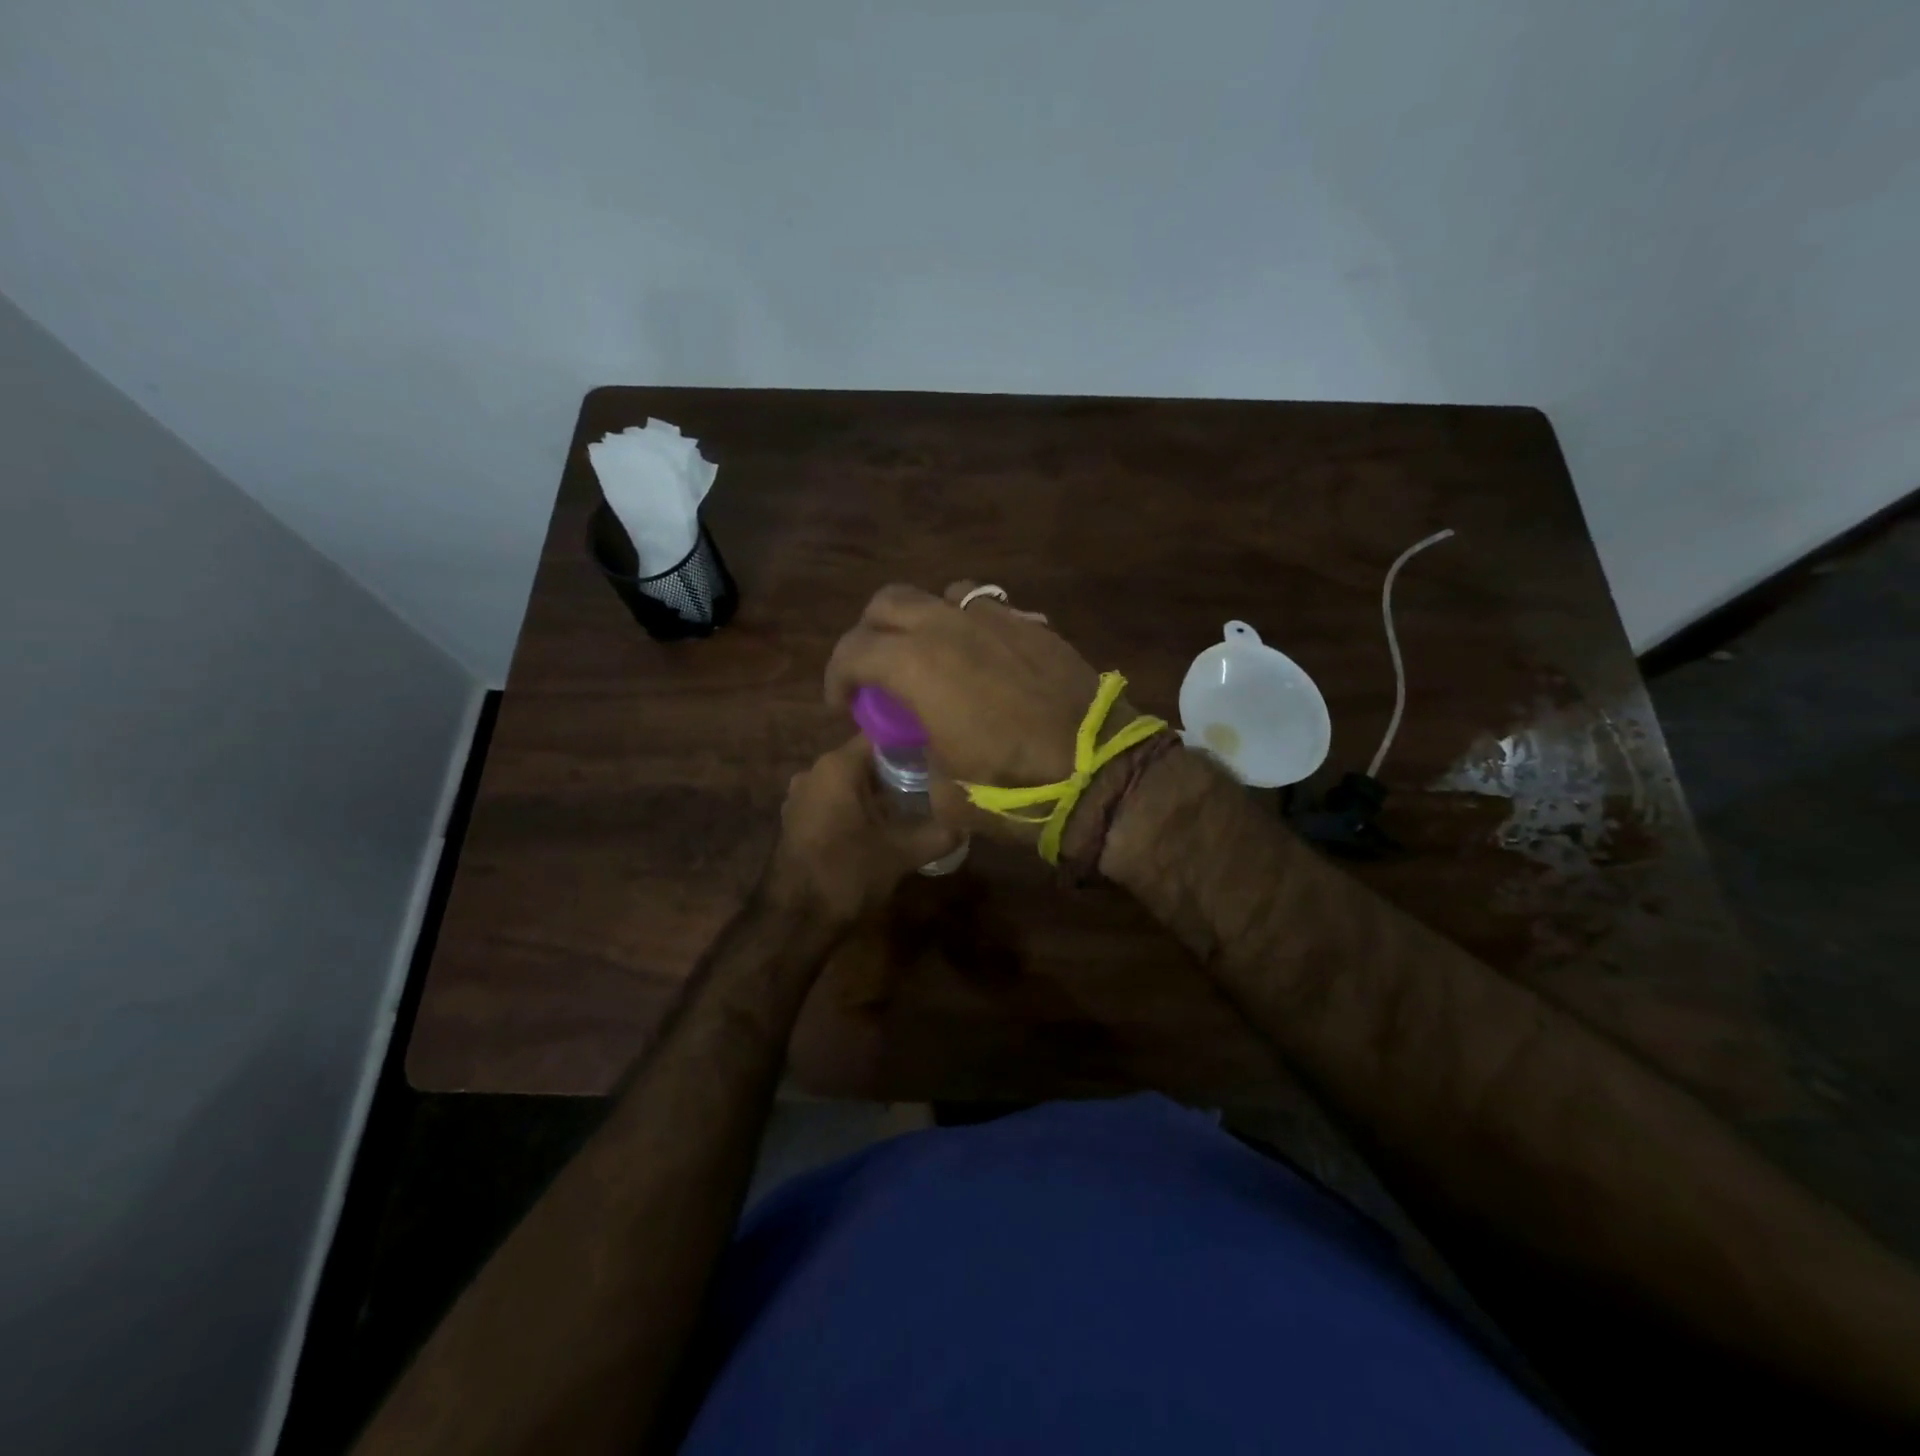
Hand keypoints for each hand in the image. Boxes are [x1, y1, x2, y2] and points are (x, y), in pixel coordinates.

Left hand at [767, 736, 962, 924]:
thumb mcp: (902, 854)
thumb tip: (967, 823)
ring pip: (849, 782)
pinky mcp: (796, 820)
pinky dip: (857, 807)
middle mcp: (814, 771)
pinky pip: (834, 801)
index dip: (912, 743)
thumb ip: (939, 834)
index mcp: (837, 767)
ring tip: (913, 806)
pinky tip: (881, 827)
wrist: (794, 920)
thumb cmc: (847, 874)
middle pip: (865, 759)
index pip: (880, 736)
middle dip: (898, 770)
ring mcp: (800, 796)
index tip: (939, 754)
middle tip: (933, 783)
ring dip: (878, 792)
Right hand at [824, 582, 1137, 842]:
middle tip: (876, 672)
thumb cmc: (1013, 786)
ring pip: (939, 595)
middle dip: (870, 634)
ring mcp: (995, 619)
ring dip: (922, 620)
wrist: (1098, 771)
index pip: (853, 651)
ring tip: (930, 657)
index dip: (837, 677)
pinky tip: (981, 660)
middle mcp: (949, 627)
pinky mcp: (1032, 625)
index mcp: (916, 665)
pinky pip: (986, 608)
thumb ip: (919, 762)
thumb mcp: (945, 793)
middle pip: (889, 603)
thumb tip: (923, 751)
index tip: (843, 706)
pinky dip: (968, 626)